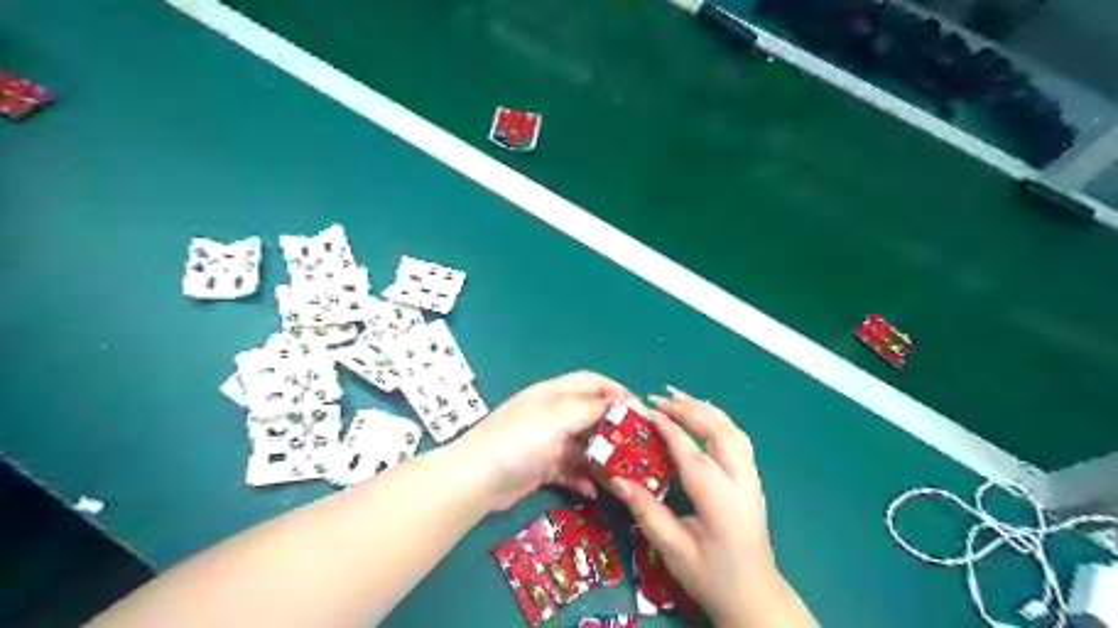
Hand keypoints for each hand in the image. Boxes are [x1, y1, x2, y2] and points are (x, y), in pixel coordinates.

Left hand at [450, 369, 626, 512]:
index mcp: (554, 394)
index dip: (616, 391)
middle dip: (613, 427)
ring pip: (583, 444)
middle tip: (637, 446)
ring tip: (622, 472)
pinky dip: (582, 477)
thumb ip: (588, 408)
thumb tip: (616, 403)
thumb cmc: (521, 440)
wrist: (478, 478)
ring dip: (601, 456)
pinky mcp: (542, 467)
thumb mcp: (557, 417)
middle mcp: (552, 414)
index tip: (639, 410)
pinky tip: (593, 490)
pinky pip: (570, 469)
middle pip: (590, 414)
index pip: (591, 382)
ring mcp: (547, 441)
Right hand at [608, 388, 799, 626]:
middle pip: (720, 433)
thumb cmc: (712, 578)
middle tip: (659, 399)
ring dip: (706, 410)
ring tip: (678, 397)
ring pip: (733, 431)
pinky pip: (737, 439)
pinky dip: (718, 420)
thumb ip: (647, 512)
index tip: (647, 411)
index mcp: (722, 504)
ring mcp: (752, 480)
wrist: (756, 597)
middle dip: (689, 410)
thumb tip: (617, 480)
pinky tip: (702, 416)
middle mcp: (742, 484)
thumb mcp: (674, 551)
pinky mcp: (752, 480)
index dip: (670, 430)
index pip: (693, 456)